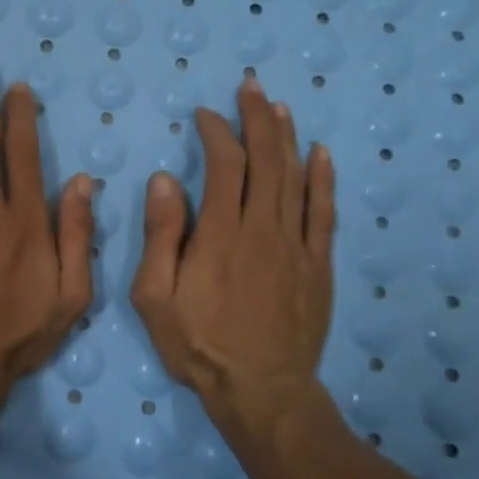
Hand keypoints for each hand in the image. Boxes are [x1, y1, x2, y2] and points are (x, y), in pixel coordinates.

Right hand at [130, 78, 337, 447]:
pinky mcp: (319, 265)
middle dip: (257, 118)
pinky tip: (320, 154)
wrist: (261, 391)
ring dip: (287, 137)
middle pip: (266, 159)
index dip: (216, 132)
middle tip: (251, 87)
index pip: (224, 164)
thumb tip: (165, 179)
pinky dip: (323, 179)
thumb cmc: (197, 344)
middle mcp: (263, 228)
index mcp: (220, 233)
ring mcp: (297, 246)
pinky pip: (324, 213)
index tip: (204, 115)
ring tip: (279, 106)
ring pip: (296, 178)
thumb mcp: (154, 295)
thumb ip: (161, 234)